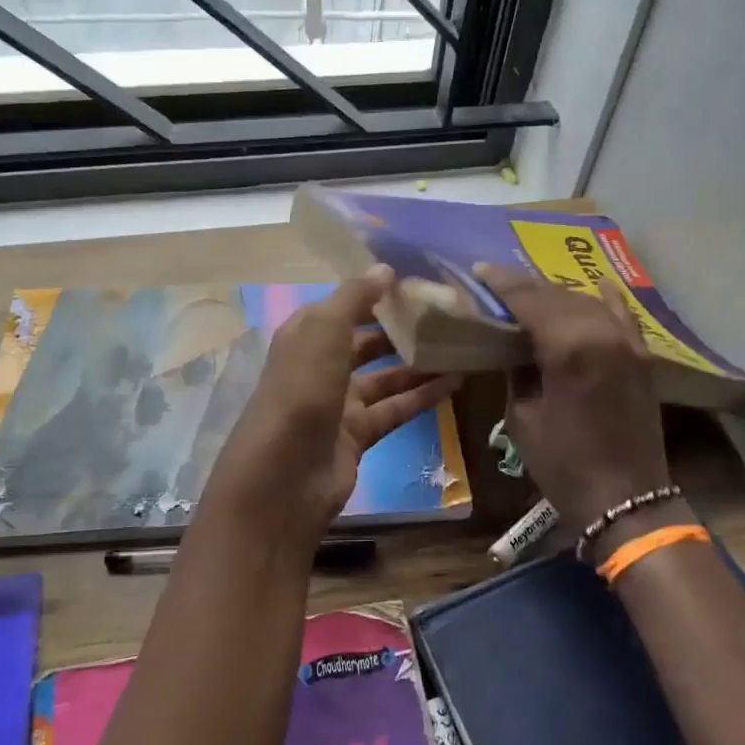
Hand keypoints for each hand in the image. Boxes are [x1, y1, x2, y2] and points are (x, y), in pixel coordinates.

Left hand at [200, 268, 461, 550]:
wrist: (284, 476)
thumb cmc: (301, 390)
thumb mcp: (324, 331)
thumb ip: (355, 297)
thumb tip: (385, 268)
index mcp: (306, 335)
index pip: (343, 306)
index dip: (375, 293)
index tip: (416, 282)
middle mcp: (321, 365)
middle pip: (366, 341)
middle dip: (400, 329)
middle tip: (445, 316)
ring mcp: (339, 403)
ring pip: (386, 377)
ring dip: (418, 364)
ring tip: (459, 346)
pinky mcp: (358, 435)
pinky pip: (395, 409)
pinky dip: (423, 396)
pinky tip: (456, 382)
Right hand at [475, 263, 671, 528]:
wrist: (626, 499)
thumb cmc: (563, 463)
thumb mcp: (523, 417)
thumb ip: (518, 371)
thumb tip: (513, 346)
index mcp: (567, 347)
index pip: (528, 299)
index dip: (502, 283)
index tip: (480, 271)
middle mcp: (601, 333)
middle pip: (557, 294)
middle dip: (526, 285)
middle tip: (498, 282)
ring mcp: (627, 342)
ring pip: (587, 301)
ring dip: (557, 294)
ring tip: (531, 292)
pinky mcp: (641, 356)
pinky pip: (623, 316)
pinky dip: (607, 300)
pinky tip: (597, 285)